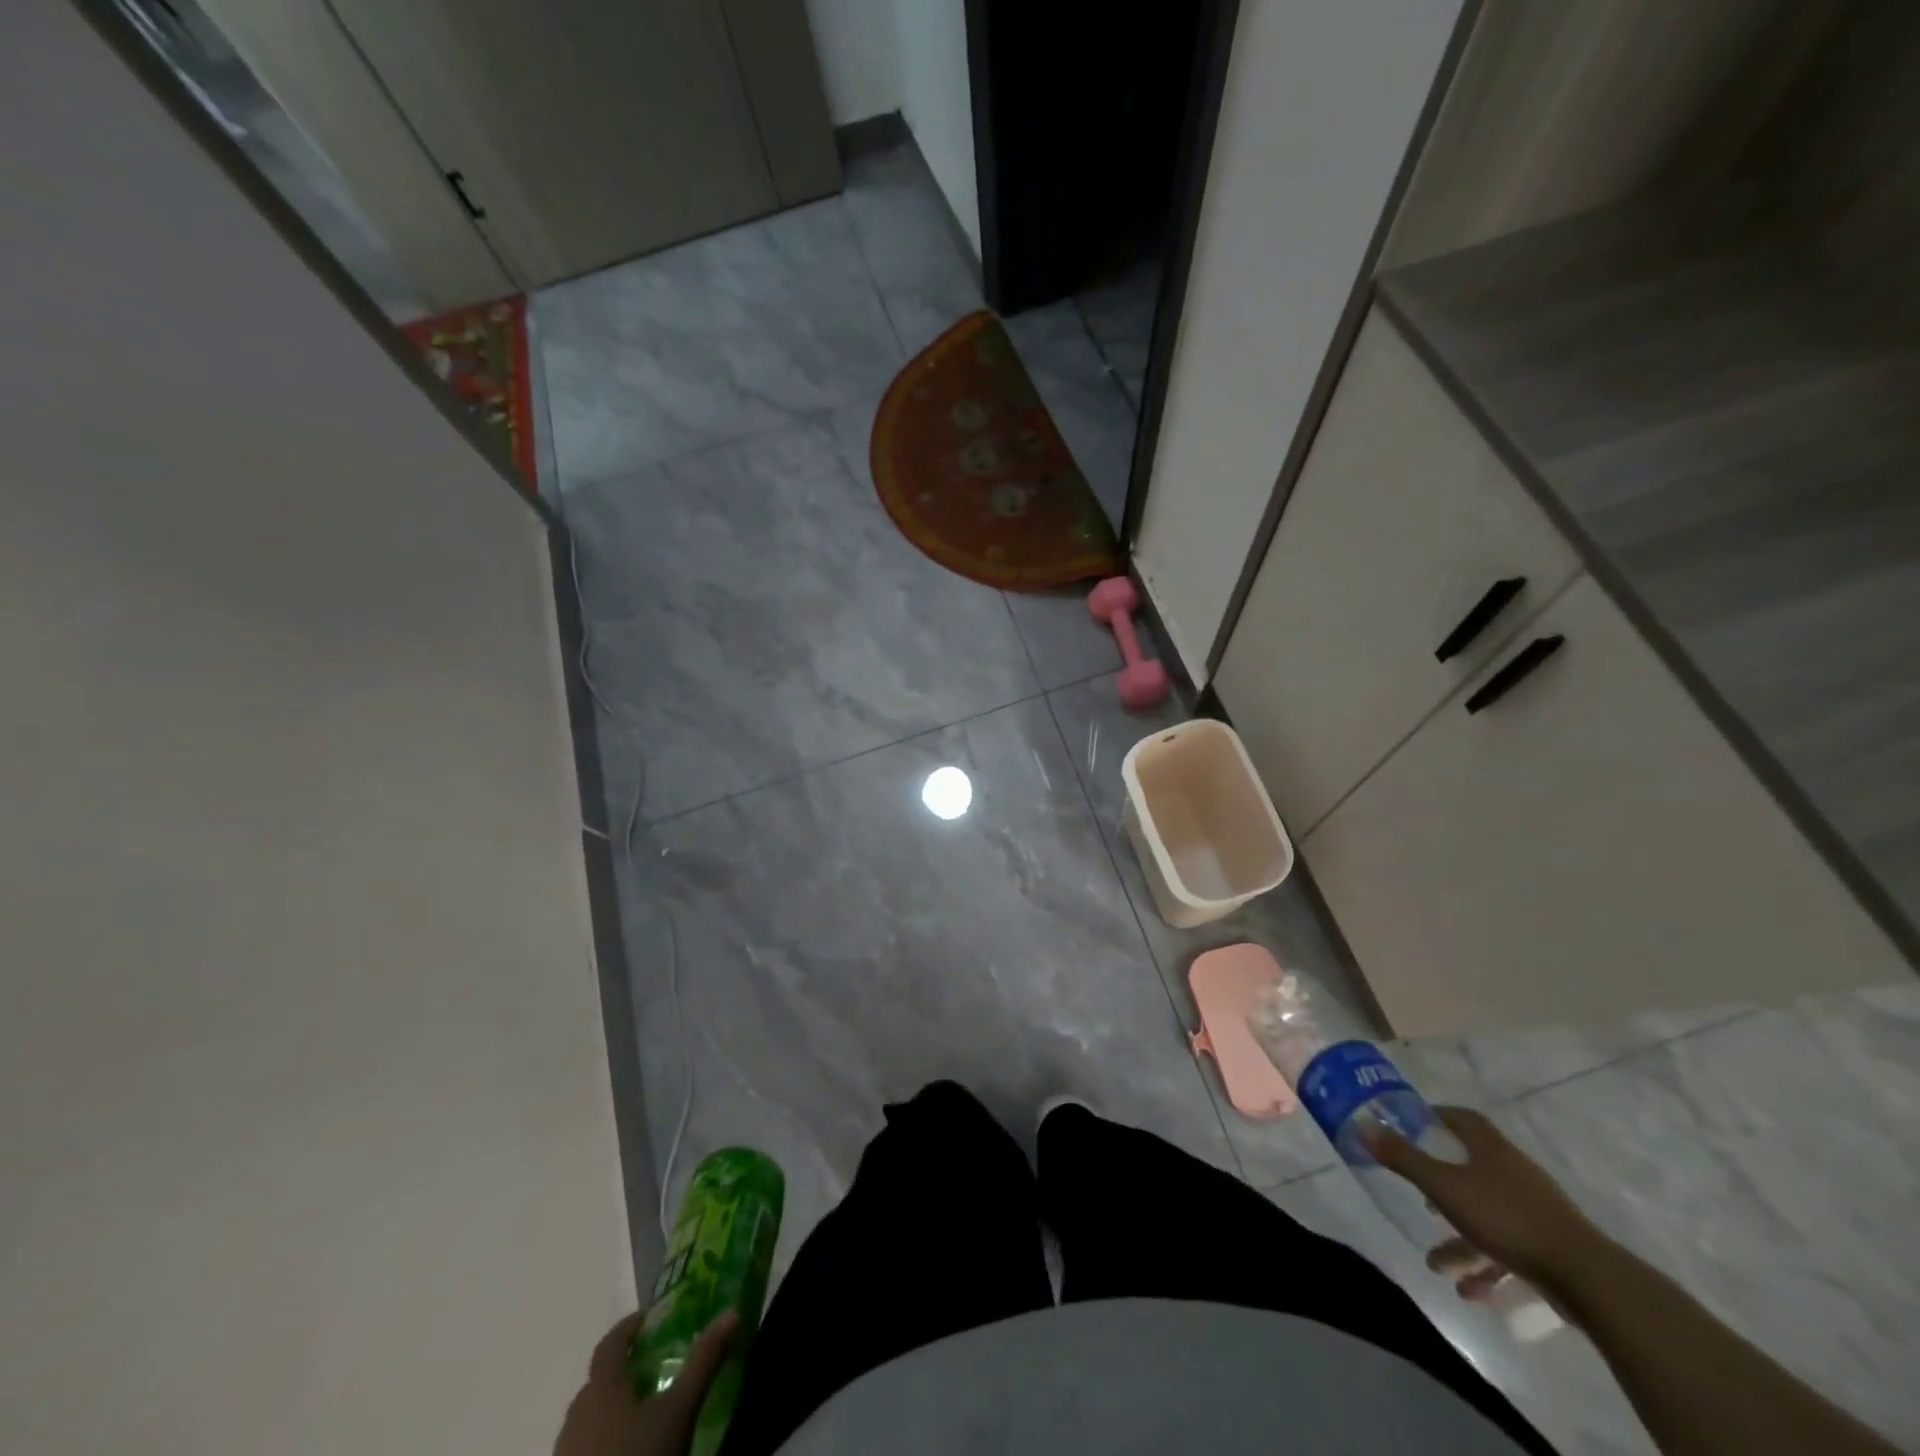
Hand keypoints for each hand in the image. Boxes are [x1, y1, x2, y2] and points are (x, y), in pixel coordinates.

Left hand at [554, 1310, 738, 1455]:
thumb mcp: (680, 1411)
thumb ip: (704, 1361)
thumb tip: (732, 1313)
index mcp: (602, 1389)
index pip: (609, 1344)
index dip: (628, 1327)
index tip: (649, 1319)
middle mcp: (576, 1415)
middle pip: (597, 1381)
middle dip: (623, 1370)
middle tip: (653, 1369)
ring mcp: (565, 1452)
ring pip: (587, 1418)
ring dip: (610, 1408)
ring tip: (641, 1414)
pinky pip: (582, 1448)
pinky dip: (601, 1440)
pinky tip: (625, 1451)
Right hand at [1365, 1105, 1604, 1298]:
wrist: (1588, 1279)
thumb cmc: (1507, 1218)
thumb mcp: (1443, 1186)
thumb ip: (1403, 1158)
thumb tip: (1363, 1125)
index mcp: (1490, 1149)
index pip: (1461, 1119)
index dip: (1436, 1118)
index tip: (1411, 1126)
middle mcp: (1512, 1172)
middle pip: (1470, 1169)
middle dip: (1441, 1187)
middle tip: (1419, 1198)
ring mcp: (1534, 1211)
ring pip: (1486, 1216)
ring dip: (1460, 1241)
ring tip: (1436, 1264)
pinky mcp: (1549, 1248)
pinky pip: (1508, 1250)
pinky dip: (1487, 1268)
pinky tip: (1470, 1292)